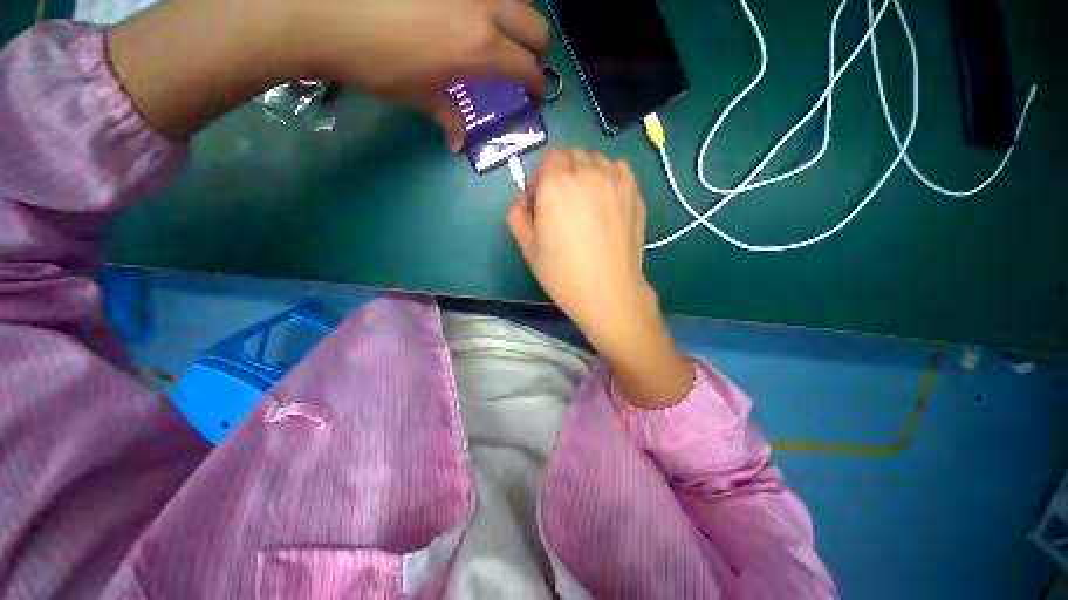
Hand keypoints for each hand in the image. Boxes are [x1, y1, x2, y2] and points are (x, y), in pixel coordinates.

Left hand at [296, 0, 550, 150]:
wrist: (325, 12)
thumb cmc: (378, 64)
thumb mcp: (420, 97)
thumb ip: (449, 119)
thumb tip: (457, 145)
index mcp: (482, 50)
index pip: (528, 68)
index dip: (537, 84)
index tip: (535, 93)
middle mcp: (485, 10)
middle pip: (537, 26)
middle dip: (538, 49)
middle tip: (524, 63)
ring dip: (519, 18)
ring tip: (502, 33)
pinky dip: (491, 2)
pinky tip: (475, 12)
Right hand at [507, 149, 693, 407]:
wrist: (608, 291)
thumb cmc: (563, 274)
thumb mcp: (528, 248)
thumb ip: (517, 216)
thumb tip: (521, 199)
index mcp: (558, 185)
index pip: (549, 156)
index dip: (541, 176)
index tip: (540, 199)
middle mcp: (588, 173)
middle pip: (572, 154)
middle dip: (561, 172)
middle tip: (561, 202)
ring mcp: (616, 181)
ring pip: (596, 159)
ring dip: (585, 172)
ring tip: (584, 201)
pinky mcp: (635, 193)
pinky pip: (619, 169)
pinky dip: (608, 176)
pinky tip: (605, 200)